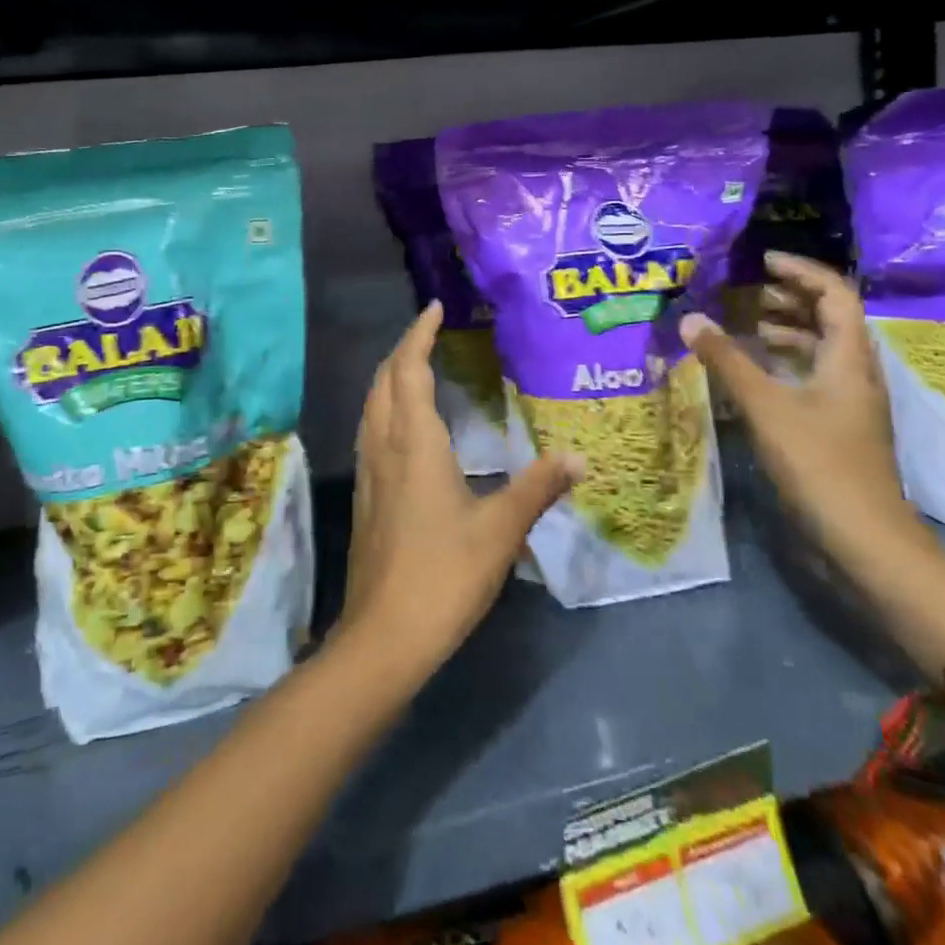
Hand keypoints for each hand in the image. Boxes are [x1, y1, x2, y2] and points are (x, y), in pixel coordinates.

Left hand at [339, 302, 582, 683]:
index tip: (434, 307)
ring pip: (372, 406)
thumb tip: (578, 456)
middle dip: (403, 349)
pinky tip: (405, 427)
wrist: (383, 636)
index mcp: (413, 442)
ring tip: (417, 367)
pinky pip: (371, 431)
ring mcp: (368, 472)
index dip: (419, 334)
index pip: (409, 370)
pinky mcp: (365, 496)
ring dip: (390, 377)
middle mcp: (383, 446)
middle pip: (384, 381)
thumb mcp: (500, 530)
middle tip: (430, 331)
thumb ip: (538, 487)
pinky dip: (386, 408)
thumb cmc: (444, 575)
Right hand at [679, 252, 924, 567]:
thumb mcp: (766, 407)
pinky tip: (757, 373)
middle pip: (832, 319)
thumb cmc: (819, 463)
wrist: (864, 539)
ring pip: (823, 350)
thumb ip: (727, 361)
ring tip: (750, 325)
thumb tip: (691, 318)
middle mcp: (856, 373)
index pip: (835, 294)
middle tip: (752, 290)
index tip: (764, 260)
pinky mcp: (839, 427)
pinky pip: (814, 377)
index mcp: (849, 358)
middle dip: (793, 298)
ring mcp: (851, 403)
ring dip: (790, 331)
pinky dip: (787, 363)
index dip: (802, 271)